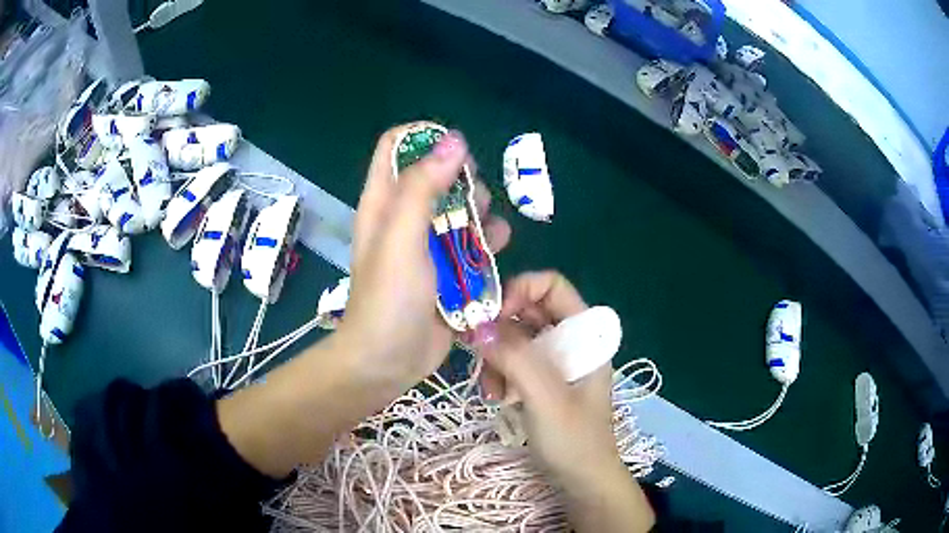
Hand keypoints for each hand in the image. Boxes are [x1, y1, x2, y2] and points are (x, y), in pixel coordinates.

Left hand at [218, 124, 510, 477]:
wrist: (388, 360)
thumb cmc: (389, 298)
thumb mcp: (401, 237)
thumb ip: (424, 187)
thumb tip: (454, 140)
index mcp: (383, 202)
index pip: (396, 147)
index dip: (424, 138)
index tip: (455, 150)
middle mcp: (403, 217)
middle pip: (435, 175)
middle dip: (460, 177)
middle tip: (474, 197)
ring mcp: (425, 244)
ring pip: (457, 209)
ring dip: (478, 210)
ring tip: (490, 227)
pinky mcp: (445, 269)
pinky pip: (470, 242)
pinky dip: (486, 240)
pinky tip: (500, 248)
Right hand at [480, 271, 654, 531]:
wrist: (582, 480)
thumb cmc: (574, 439)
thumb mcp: (546, 397)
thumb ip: (516, 358)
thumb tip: (477, 326)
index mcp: (585, 333)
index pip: (552, 286)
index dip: (520, 290)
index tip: (491, 315)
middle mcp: (570, 339)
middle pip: (528, 310)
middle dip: (500, 329)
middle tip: (477, 351)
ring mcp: (555, 360)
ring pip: (515, 337)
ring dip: (496, 357)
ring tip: (491, 390)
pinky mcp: (540, 380)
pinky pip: (513, 360)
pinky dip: (499, 373)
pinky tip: (496, 397)